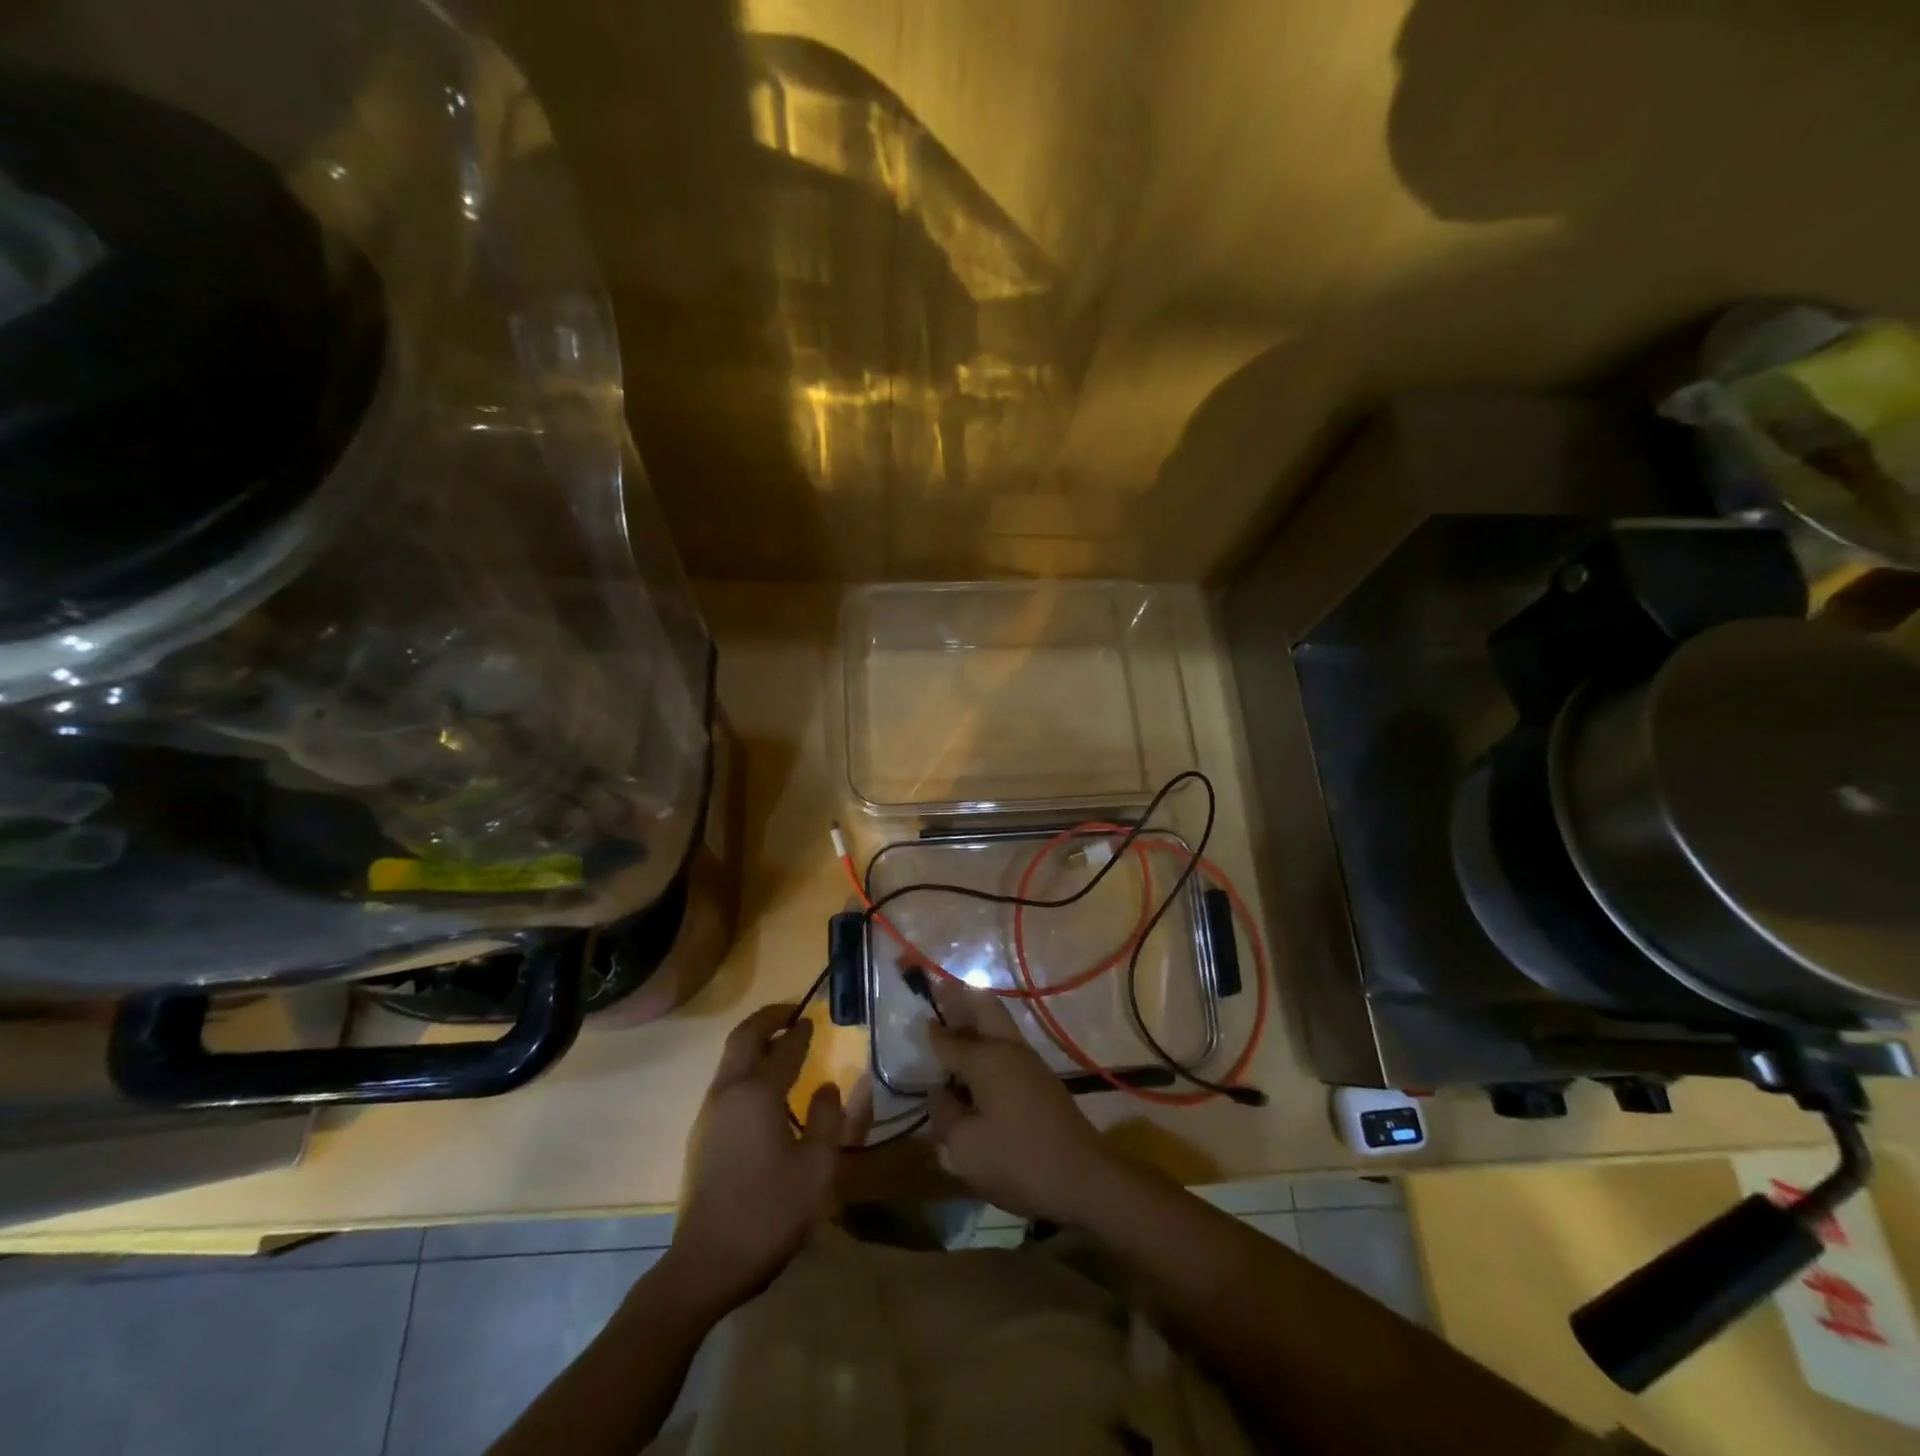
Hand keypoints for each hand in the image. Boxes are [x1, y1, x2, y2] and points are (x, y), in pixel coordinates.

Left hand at [664, 1005, 843, 1314]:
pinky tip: (762, 1088)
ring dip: (753, 1042)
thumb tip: (827, 1086)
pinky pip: (725, 1083)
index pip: (783, 1048)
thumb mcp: (817, 1166)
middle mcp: (728, 1092)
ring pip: (729, 1060)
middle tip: (790, 1012)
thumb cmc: (770, 1210)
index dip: (800, 1031)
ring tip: (779, 1044)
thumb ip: (828, 1118)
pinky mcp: (701, 1136)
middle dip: (767, 1019)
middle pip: (743, 1038)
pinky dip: (744, 1066)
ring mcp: (709, 1114)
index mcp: (758, 1093)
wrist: (707, 1264)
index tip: (813, 1018)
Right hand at [926, 978, 1118, 1224]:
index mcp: (986, 1058)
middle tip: (940, 991)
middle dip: (961, 998)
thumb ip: (945, 1115)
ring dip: (976, 1020)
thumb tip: (939, 1093)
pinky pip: (1007, 1048)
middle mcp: (1009, 1049)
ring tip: (953, 1023)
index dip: (931, 1029)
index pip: (949, 1038)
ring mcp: (1030, 1063)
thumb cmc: (1018, 1160)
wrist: (1084, 1179)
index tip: (917, 1015)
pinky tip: (977, 1065)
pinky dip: (988, 1044)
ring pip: (999, 1025)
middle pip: (984, 1009)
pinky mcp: (1042, 1082)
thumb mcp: (966, 1147)